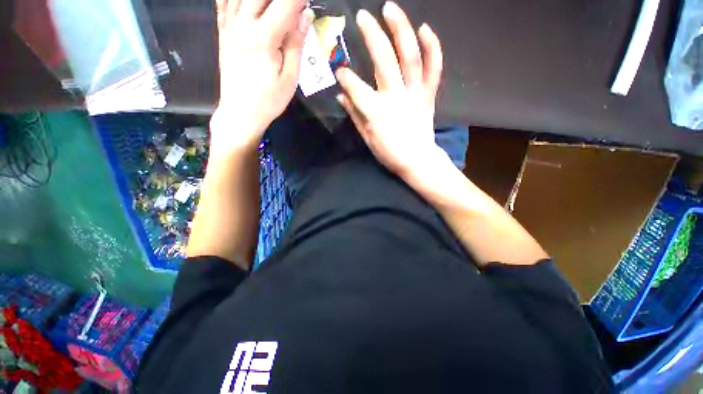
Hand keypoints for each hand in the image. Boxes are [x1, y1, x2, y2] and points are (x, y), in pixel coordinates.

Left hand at [211, 0, 313, 152]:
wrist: (240, 113)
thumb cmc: (269, 100)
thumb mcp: (290, 78)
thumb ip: (296, 44)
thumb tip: (306, 15)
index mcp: (263, 38)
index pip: (284, 5)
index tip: (309, 0)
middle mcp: (242, 25)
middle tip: (294, 3)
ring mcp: (229, 27)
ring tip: (273, 4)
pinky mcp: (222, 32)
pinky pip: (223, 3)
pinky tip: (244, 2)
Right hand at [335, 1, 444, 177]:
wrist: (417, 160)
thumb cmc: (389, 153)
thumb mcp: (367, 138)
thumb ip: (355, 115)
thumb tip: (342, 97)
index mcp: (376, 112)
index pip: (356, 87)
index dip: (346, 77)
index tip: (340, 72)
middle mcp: (395, 97)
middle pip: (383, 61)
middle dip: (371, 35)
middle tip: (362, 16)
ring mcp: (414, 94)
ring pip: (409, 56)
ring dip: (400, 29)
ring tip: (390, 9)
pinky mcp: (428, 95)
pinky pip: (433, 68)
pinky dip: (432, 47)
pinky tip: (425, 28)